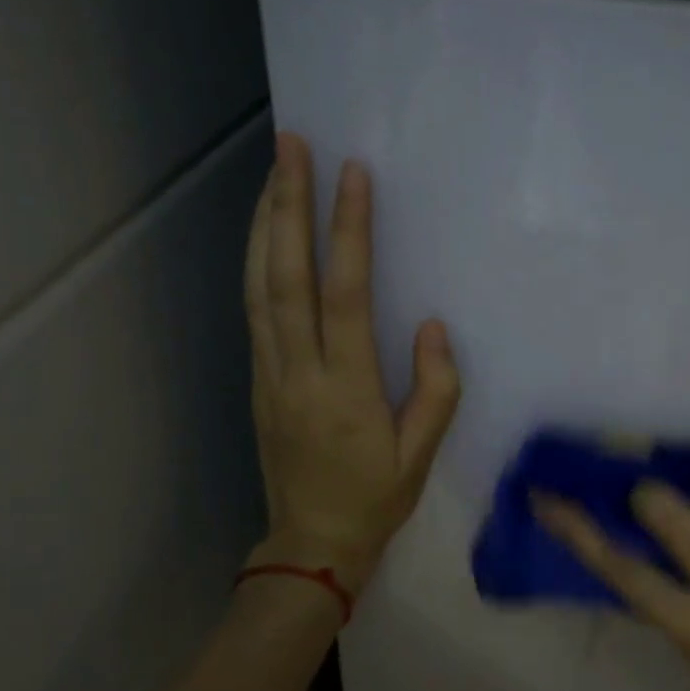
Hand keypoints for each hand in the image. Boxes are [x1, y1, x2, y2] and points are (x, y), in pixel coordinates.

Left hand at [243, 133, 460, 597]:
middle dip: (287, 205)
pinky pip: (254, 309)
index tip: (351, 175)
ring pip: (259, 286)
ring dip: (264, 224)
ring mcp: (269, 373)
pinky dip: (257, 261)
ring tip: (273, 173)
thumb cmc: (375, 500)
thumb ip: (435, 390)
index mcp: (345, 389)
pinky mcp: (258, 378)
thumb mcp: (421, 456)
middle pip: (286, 276)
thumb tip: (433, 327)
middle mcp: (299, 371)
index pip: (345, 295)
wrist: (310, 543)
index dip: (348, 232)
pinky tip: (265, 233)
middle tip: (291, 147)